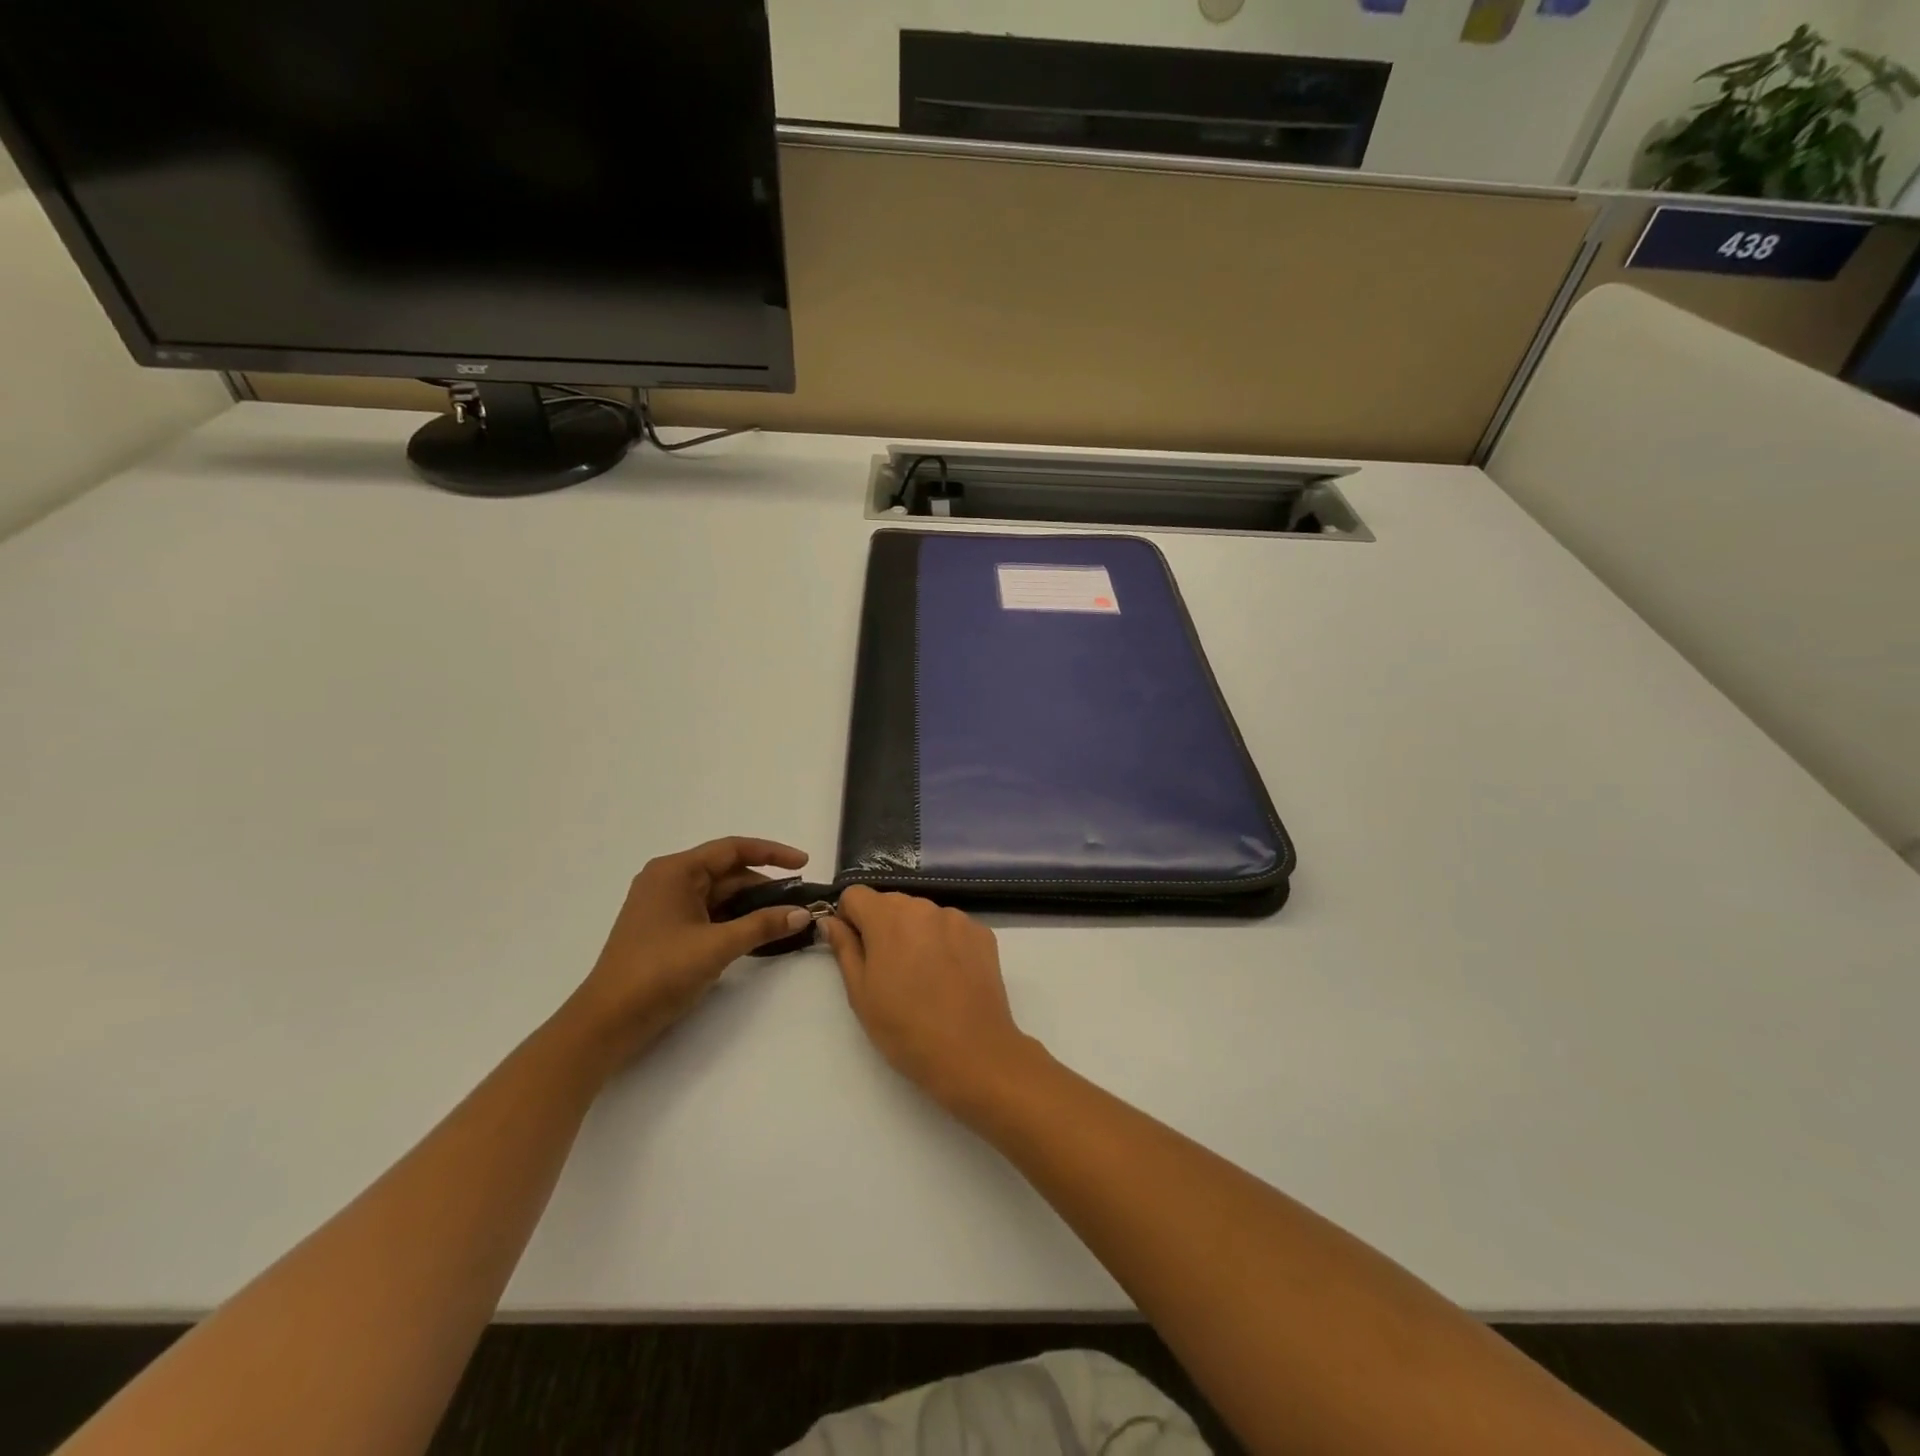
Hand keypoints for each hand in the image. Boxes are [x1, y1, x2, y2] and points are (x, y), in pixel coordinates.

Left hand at [566, 837, 812, 1064]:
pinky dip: (734, 920)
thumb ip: (762, 926)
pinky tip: (758, 934)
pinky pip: (709, 914)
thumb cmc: (658, 973)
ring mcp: (666, 907)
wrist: (606, 1022)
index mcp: (675, 871)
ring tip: (785, 918)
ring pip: (720, 895)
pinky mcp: (666, 931)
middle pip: (727, 872)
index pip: (732, 849)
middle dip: (764, 885)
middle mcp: (669, 881)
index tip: (804, 863)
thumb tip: (803, 913)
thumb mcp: (717, 946)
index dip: (772, 853)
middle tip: (799, 901)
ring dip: (751, 905)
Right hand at [821, 888, 1043, 1114]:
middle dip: (882, 927)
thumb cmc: (905, 1028)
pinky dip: (944, 943)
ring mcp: (957, 918)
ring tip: (922, 977)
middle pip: (891, 903)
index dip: (849, 918)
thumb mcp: (860, 993)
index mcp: (888, 917)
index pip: (856, 894)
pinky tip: (949, 977)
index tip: (856, 949)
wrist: (972, 1053)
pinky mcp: (982, 933)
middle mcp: (924, 907)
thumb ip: (844, 948)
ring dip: (915, 933)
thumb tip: (831, 921)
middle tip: (888, 970)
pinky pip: (952, 928)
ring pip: (923, 915)